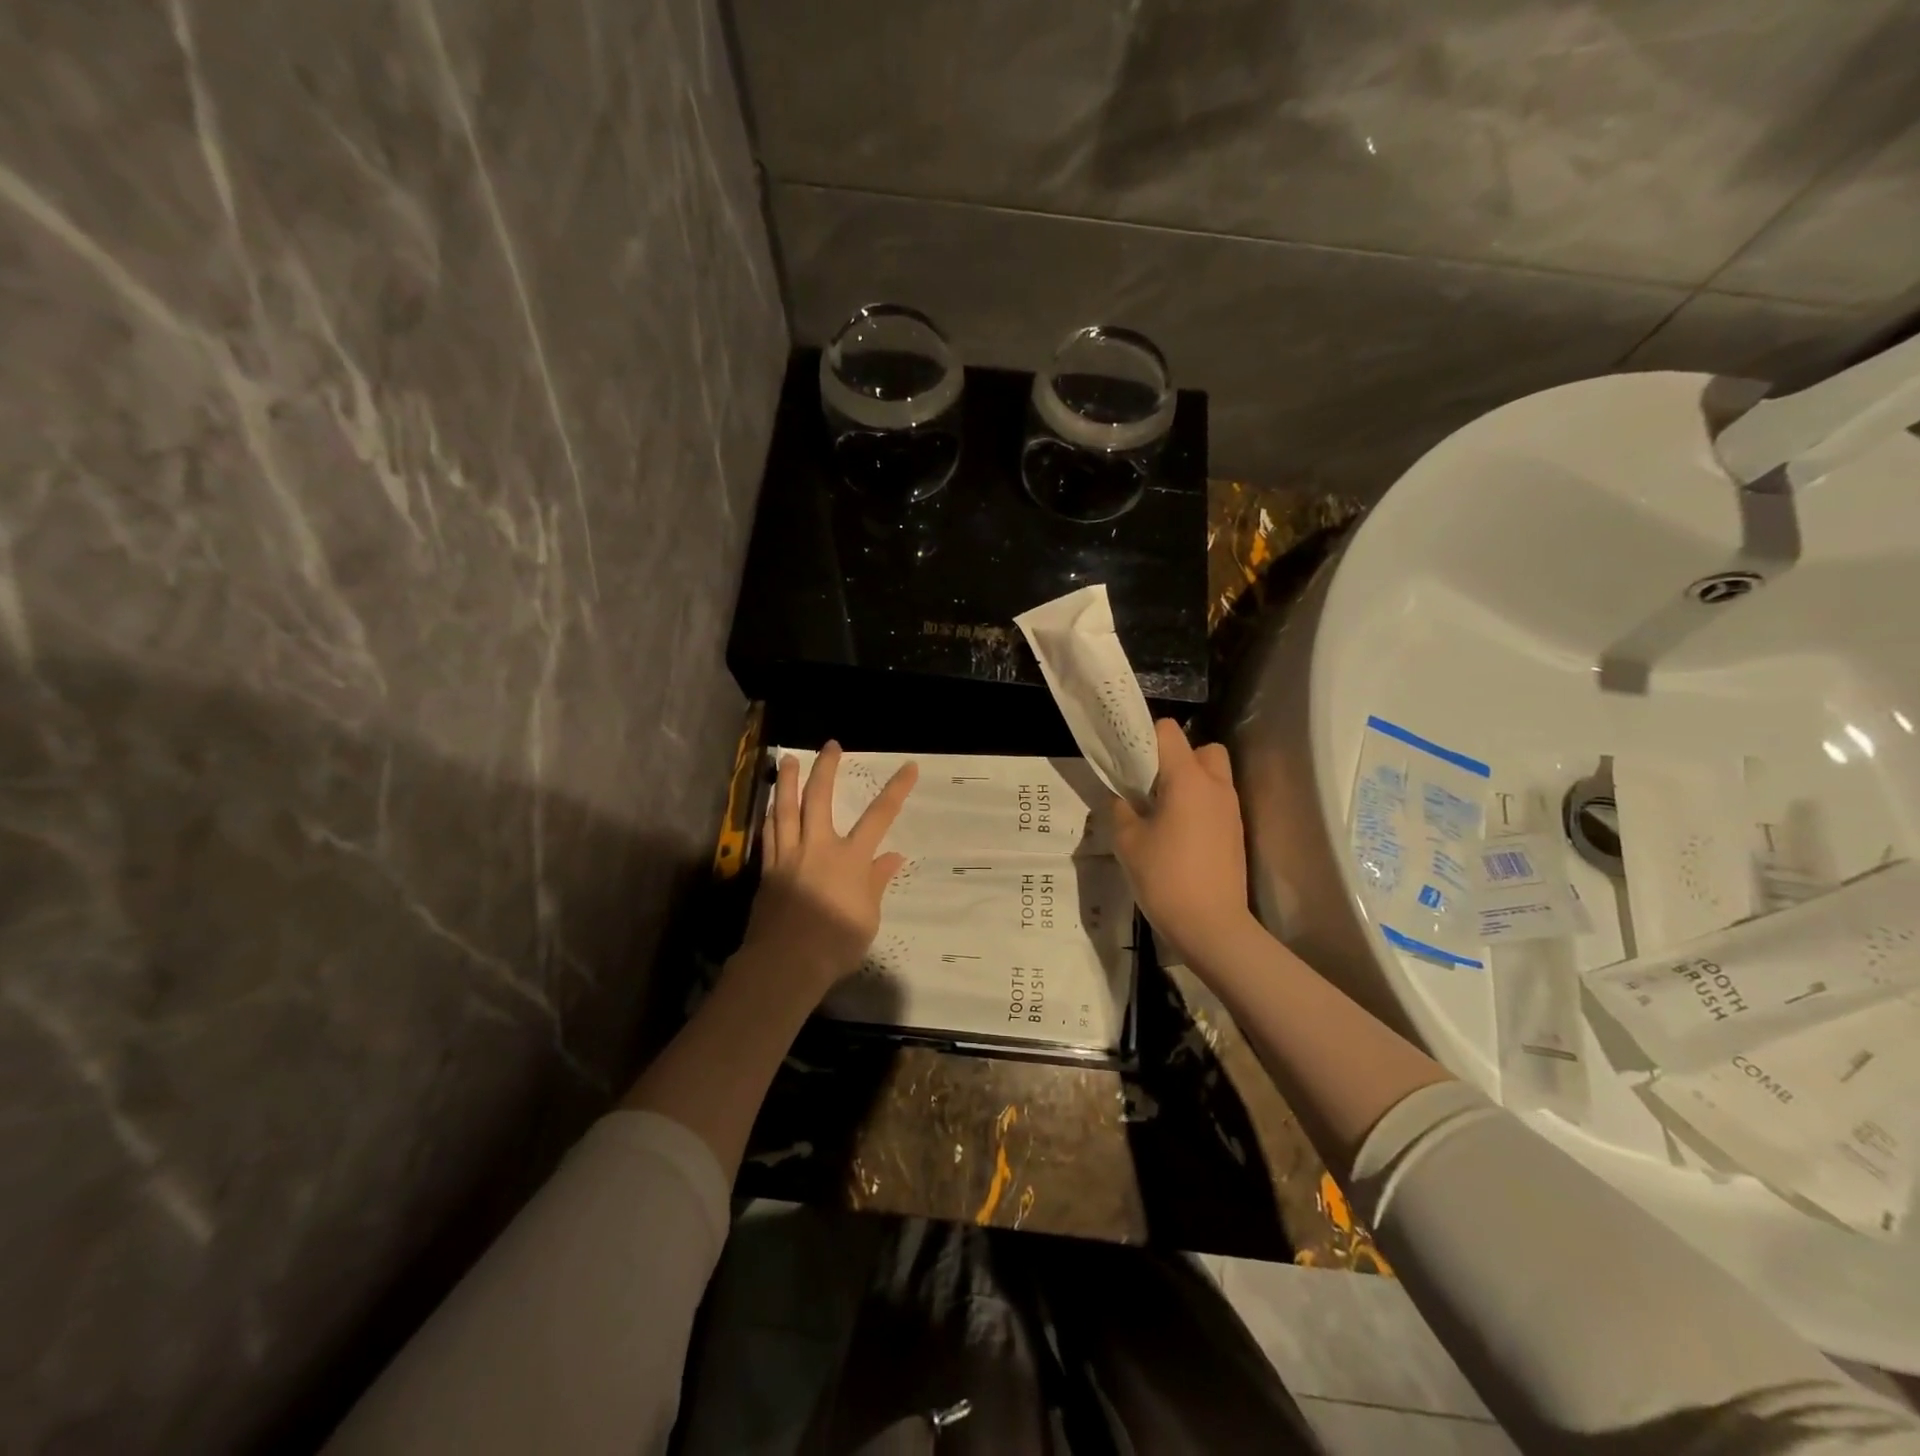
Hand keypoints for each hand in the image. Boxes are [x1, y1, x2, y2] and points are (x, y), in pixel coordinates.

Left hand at [742, 741, 918, 999]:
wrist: (786, 962)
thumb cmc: (836, 943)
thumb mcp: (868, 916)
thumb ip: (876, 882)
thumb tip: (893, 856)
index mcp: (850, 859)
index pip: (879, 817)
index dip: (895, 790)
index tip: (908, 767)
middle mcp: (818, 848)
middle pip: (819, 799)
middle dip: (826, 769)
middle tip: (830, 746)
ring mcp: (789, 856)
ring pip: (785, 809)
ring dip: (787, 782)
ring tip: (787, 760)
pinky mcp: (768, 870)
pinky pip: (769, 834)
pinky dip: (770, 815)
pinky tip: (770, 805)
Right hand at [1113, 719, 1253, 963]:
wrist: (1212, 926)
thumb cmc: (1165, 878)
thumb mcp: (1127, 842)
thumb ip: (1121, 810)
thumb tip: (1122, 798)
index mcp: (1188, 780)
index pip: (1169, 732)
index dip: (1145, 737)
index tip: (1128, 760)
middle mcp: (1216, 786)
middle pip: (1201, 748)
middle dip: (1177, 757)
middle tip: (1151, 784)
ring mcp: (1231, 810)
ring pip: (1213, 775)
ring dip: (1189, 781)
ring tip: (1162, 809)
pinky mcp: (1235, 832)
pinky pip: (1216, 801)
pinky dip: (1199, 805)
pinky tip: (1178, 833)